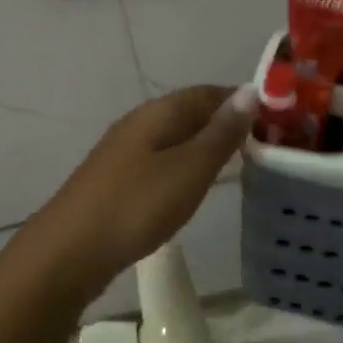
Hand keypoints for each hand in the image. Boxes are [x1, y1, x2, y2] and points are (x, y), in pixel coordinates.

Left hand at [25, 84, 257, 300]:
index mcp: (159, 112)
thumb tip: (251, 90)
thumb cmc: (136, 205)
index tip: (275, 119)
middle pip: (190, 112)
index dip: (241, 101)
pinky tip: (192, 186)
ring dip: (204, 145)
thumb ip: (221, 132)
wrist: (68, 252)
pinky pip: (161, 160)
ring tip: (235, 164)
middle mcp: (140, 122)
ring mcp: (124, 151)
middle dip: (225, 123)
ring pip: (175, 137)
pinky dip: (184, 165)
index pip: (209, 92)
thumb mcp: (190, 169)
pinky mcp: (117, 179)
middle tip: (262, 145)